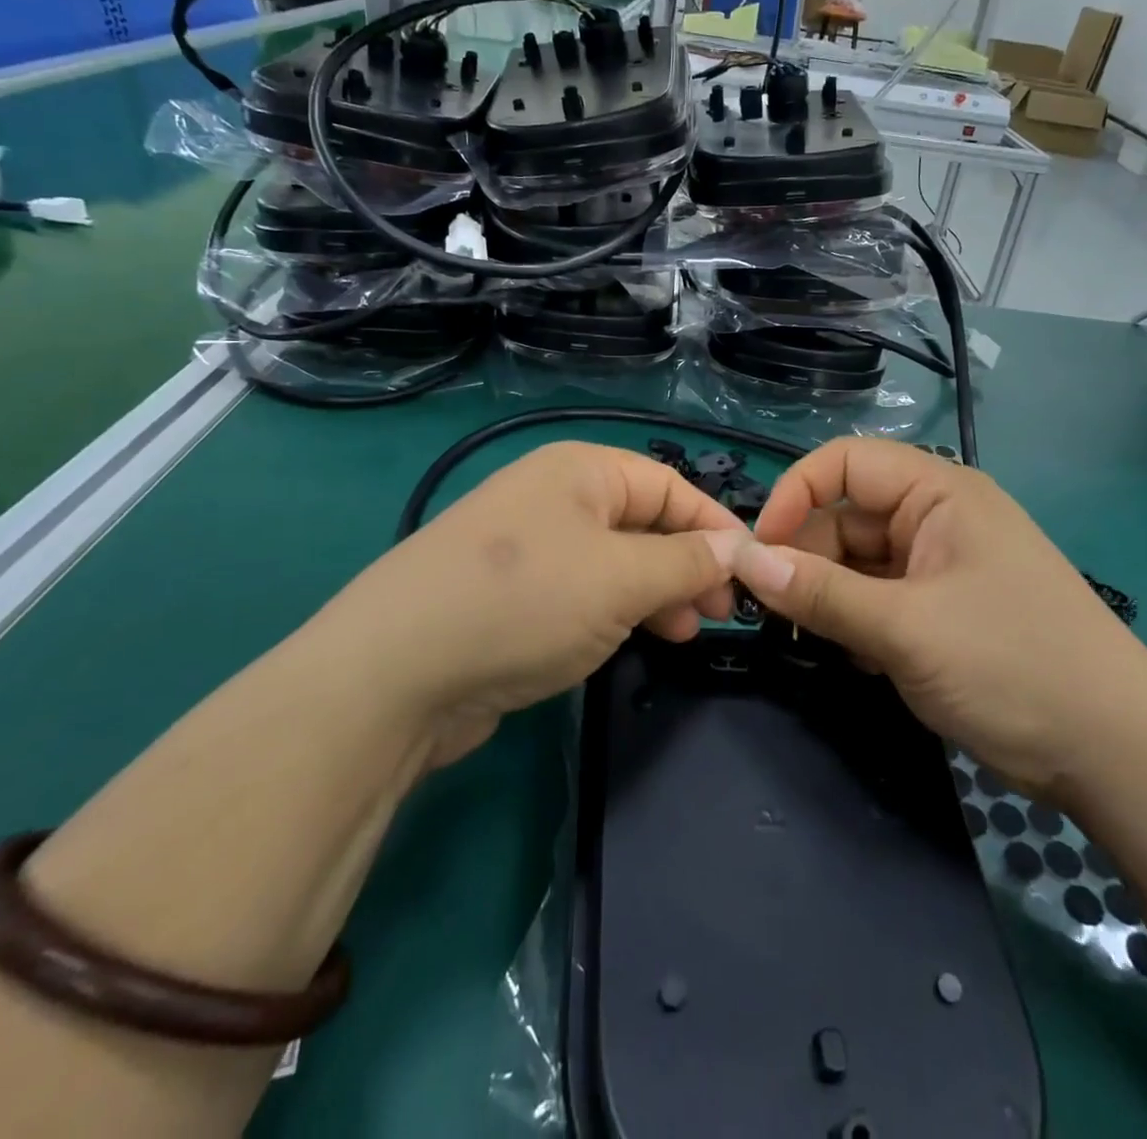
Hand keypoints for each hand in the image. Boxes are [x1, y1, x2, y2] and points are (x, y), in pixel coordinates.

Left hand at [303, 443, 748, 765]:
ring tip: (683, 633)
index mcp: (580, 472)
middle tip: (719, 614)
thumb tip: (737, 548)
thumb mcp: (622, 578)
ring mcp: (527, 548)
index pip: (669, 486)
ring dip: (655, 592)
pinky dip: (614, 611)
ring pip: (614, 561)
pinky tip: (631, 639)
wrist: (394, 674)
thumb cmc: (525, 603)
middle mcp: (553, 498)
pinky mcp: (510, 595)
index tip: (752, 574)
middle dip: (687, 564)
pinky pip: (581, 591)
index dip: (715, 526)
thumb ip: (686, 561)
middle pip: (643, 522)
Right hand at [729, 439, 1146, 793]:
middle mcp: (939, 518)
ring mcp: (943, 566)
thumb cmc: (1012, 667)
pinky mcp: (945, 609)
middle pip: (847, 516)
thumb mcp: (904, 629)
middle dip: (807, 558)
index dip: (795, 495)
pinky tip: (859, 659)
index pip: (845, 461)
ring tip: (817, 641)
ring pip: (859, 563)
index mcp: (939, 493)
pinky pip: (880, 598)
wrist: (1117, 755)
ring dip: (830, 597)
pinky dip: (858, 622)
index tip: (759, 552)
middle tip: (774, 612)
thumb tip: (744, 560)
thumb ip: (819, 592)